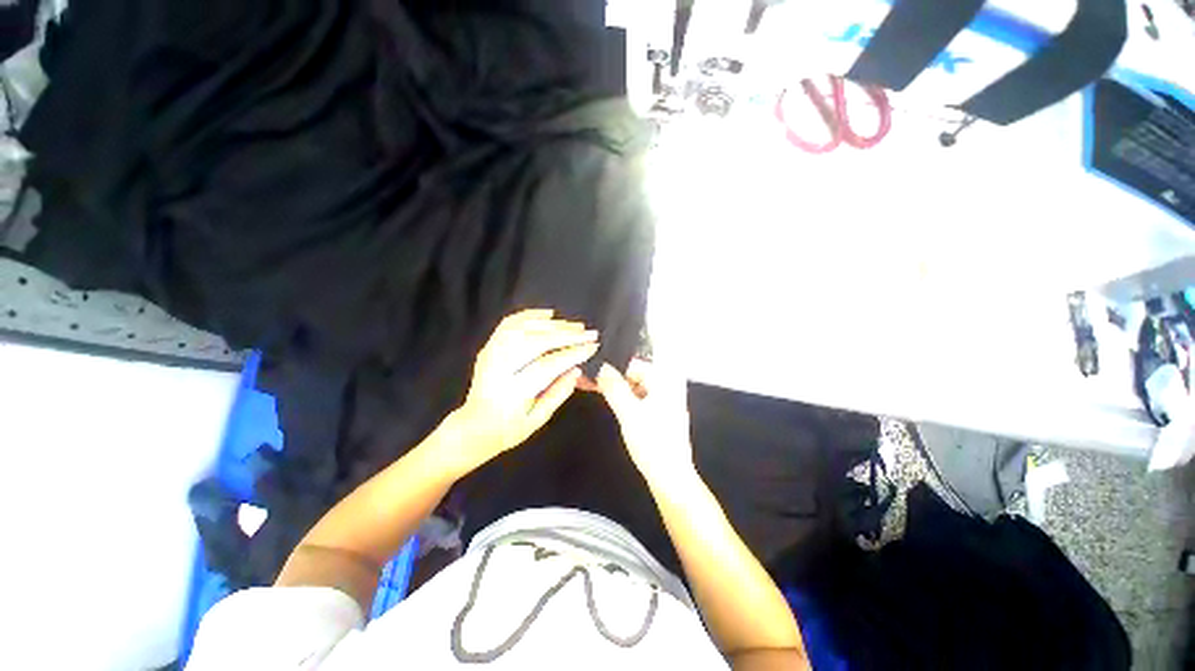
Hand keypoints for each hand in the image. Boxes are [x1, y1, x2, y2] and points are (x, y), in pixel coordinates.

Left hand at [440, 309, 598, 477]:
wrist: (473, 427)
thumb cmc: (509, 429)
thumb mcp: (537, 420)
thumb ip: (558, 394)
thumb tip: (576, 369)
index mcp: (512, 391)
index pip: (547, 365)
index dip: (572, 354)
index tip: (593, 347)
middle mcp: (498, 368)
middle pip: (535, 342)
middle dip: (566, 335)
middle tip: (589, 333)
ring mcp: (491, 354)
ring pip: (523, 329)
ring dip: (552, 325)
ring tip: (575, 326)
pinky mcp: (489, 347)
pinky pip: (508, 324)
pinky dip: (529, 315)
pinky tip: (548, 314)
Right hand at [596, 360, 695, 486]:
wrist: (671, 478)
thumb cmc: (653, 443)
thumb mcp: (629, 413)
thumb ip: (614, 387)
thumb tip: (601, 367)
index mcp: (664, 381)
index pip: (635, 362)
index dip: (613, 363)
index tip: (593, 367)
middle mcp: (666, 387)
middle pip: (634, 373)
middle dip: (611, 375)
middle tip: (587, 378)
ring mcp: (662, 401)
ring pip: (633, 386)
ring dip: (614, 385)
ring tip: (590, 385)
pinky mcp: (657, 414)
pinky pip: (636, 398)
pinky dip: (621, 397)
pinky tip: (607, 398)